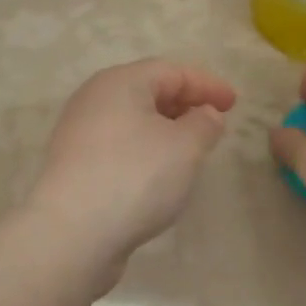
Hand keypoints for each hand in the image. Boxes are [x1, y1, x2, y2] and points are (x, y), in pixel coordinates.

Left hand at [24, 59, 236, 288]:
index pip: (171, 71)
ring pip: (132, 120)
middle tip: (215, 124)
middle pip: (147, 91)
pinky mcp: (75, 167)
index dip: (206, 84)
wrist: (71, 234)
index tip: (234, 103)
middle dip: (184, 104)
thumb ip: (204, 123)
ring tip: (192, 149)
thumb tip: (205, 114)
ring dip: (165, 129)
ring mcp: (79, 134)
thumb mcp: (185, 147)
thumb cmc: (135, 176)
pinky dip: (145, 150)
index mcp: (119, 82)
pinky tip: (160, 174)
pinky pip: (119, 146)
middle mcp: (94, 99)